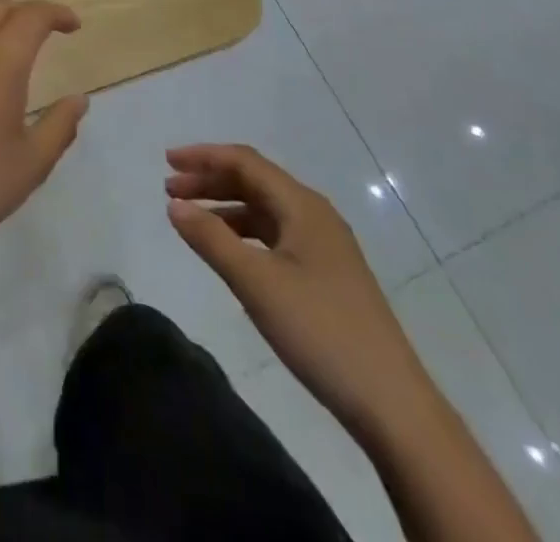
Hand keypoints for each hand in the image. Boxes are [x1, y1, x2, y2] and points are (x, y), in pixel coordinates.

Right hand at [166, 144, 438, 444]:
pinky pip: (276, 236)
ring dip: (225, 207)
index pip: (245, 162)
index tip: (166, 161)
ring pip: (265, 209)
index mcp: (302, 205)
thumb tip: (174, 206)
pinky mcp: (327, 274)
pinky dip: (244, 233)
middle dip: (210, 180)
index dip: (203, 156)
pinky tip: (229, 252)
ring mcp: (324, 246)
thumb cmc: (320, 331)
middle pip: (255, 181)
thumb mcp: (256, 283)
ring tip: (191, 219)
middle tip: (169, 190)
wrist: (393, 404)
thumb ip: (211, 239)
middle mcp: (315, 215)